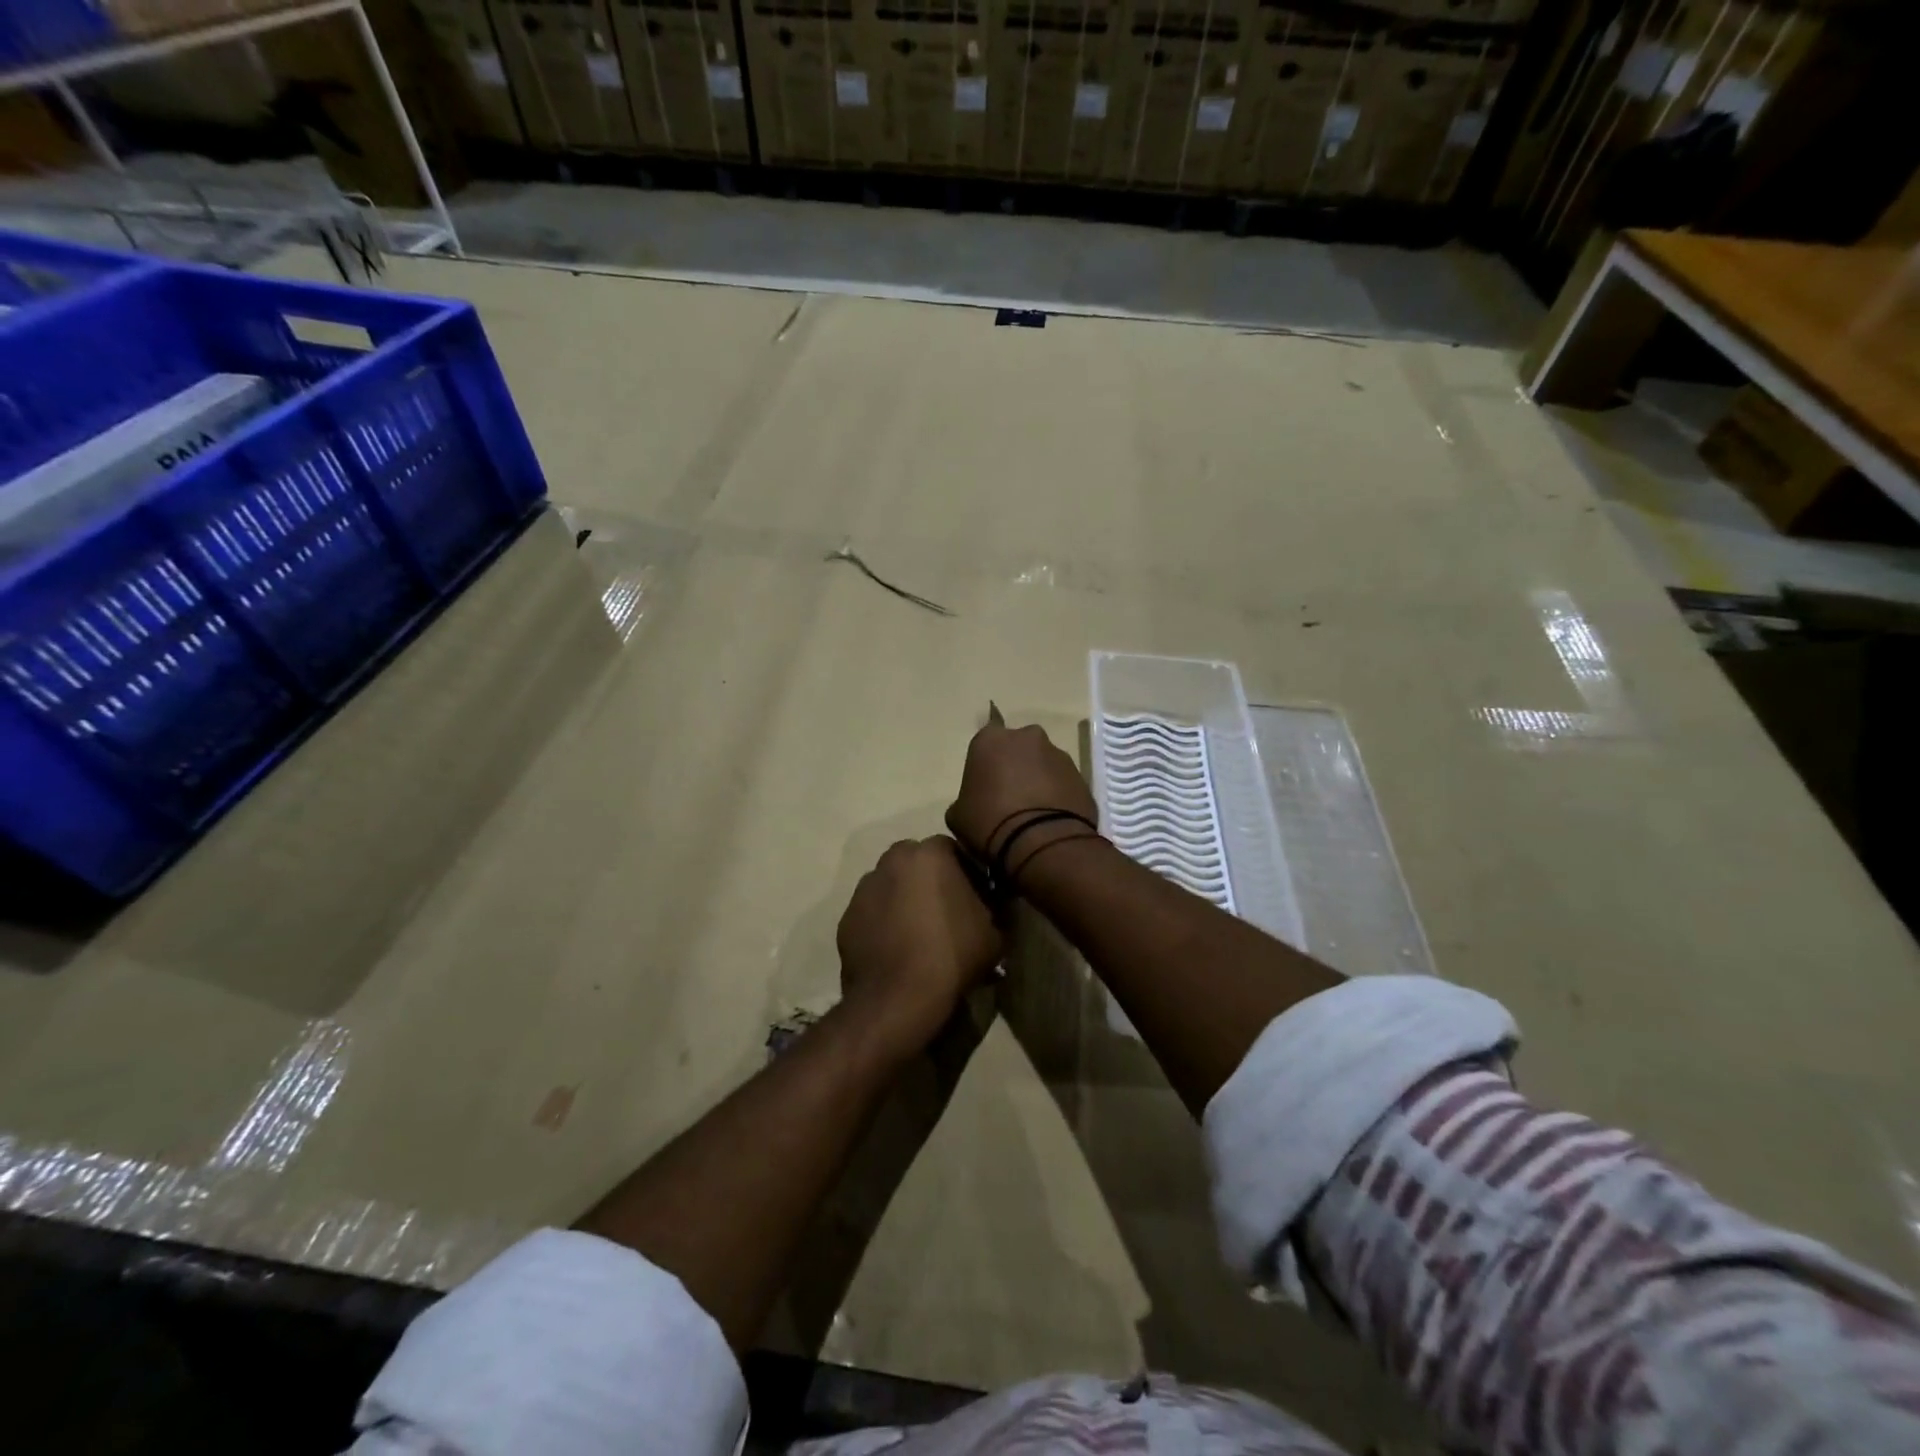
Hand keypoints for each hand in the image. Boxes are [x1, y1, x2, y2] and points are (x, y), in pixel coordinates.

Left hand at [836, 837, 1003, 1054]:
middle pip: (919, 863)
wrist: (898, 998)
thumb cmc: (952, 955)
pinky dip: (885, 922)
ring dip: (906, 899)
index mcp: (930, 853)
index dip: (969, 874)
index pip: (955, 850)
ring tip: (921, 934)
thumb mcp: (995, 932)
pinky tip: (898, 949)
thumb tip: (993, 903)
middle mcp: (892, 860)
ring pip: (893, 885)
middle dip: (933, 881)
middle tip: (949, 913)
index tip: (978, 899)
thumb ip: (996, 906)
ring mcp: (864, 888)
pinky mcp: (847, 917)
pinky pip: (874, 912)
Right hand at [946, 720, 1097, 863]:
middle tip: (1008, 798)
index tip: (984, 787)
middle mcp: (1026, 737)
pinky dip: (1057, 795)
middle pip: (1017, 748)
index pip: (984, 743)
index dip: (984, 765)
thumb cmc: (990, 823)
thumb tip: (973, 805)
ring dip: (1038, 780)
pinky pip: (1062, 782)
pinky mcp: (1081, 775)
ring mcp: (1058, 754)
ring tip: (1033, 813)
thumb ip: (964, 800)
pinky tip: (1051, 820)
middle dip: (1014, 766)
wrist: (1043, 842)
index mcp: (990, 740)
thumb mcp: (958, 816)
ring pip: (1043, 763)